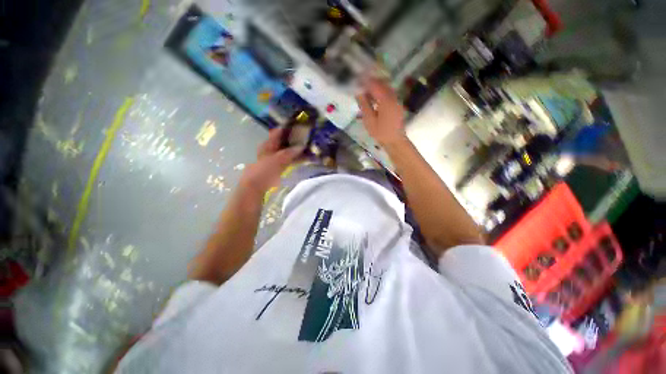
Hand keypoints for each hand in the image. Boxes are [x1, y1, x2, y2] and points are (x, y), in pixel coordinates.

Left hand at [239, 128, 303, 196]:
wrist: (256, 186)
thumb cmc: (263, 171)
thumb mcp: (276, 160)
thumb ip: (289, 153)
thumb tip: (301, 146)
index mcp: (268, 144)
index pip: (279, 132)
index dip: (288, 127)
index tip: (300, 125)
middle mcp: (271, 149)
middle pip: (284, 141)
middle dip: (296, 139)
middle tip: (308, 137)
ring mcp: (275, 158)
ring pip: (288, 150)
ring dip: (298, 149)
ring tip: (310, 147)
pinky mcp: (279, 166)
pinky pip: (290, 159)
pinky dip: (297, 157)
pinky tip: (305, 158)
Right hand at [356, 77, 406, 145]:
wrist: (395, 141)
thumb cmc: (381, 133)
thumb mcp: (369, 120)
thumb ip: (364, 105)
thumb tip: (358, 92)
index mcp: (386, 100)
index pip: (374, 85)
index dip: (365, 81)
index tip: (356, 80)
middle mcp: (393, 97)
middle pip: (381, 83)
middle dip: (370, 82)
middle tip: (360, 85)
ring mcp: (396, 100)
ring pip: (385, 88)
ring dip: (375, 87)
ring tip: (365, 92)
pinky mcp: (397, 105)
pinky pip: (388, 94)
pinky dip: (380, 93)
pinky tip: (373, 99)